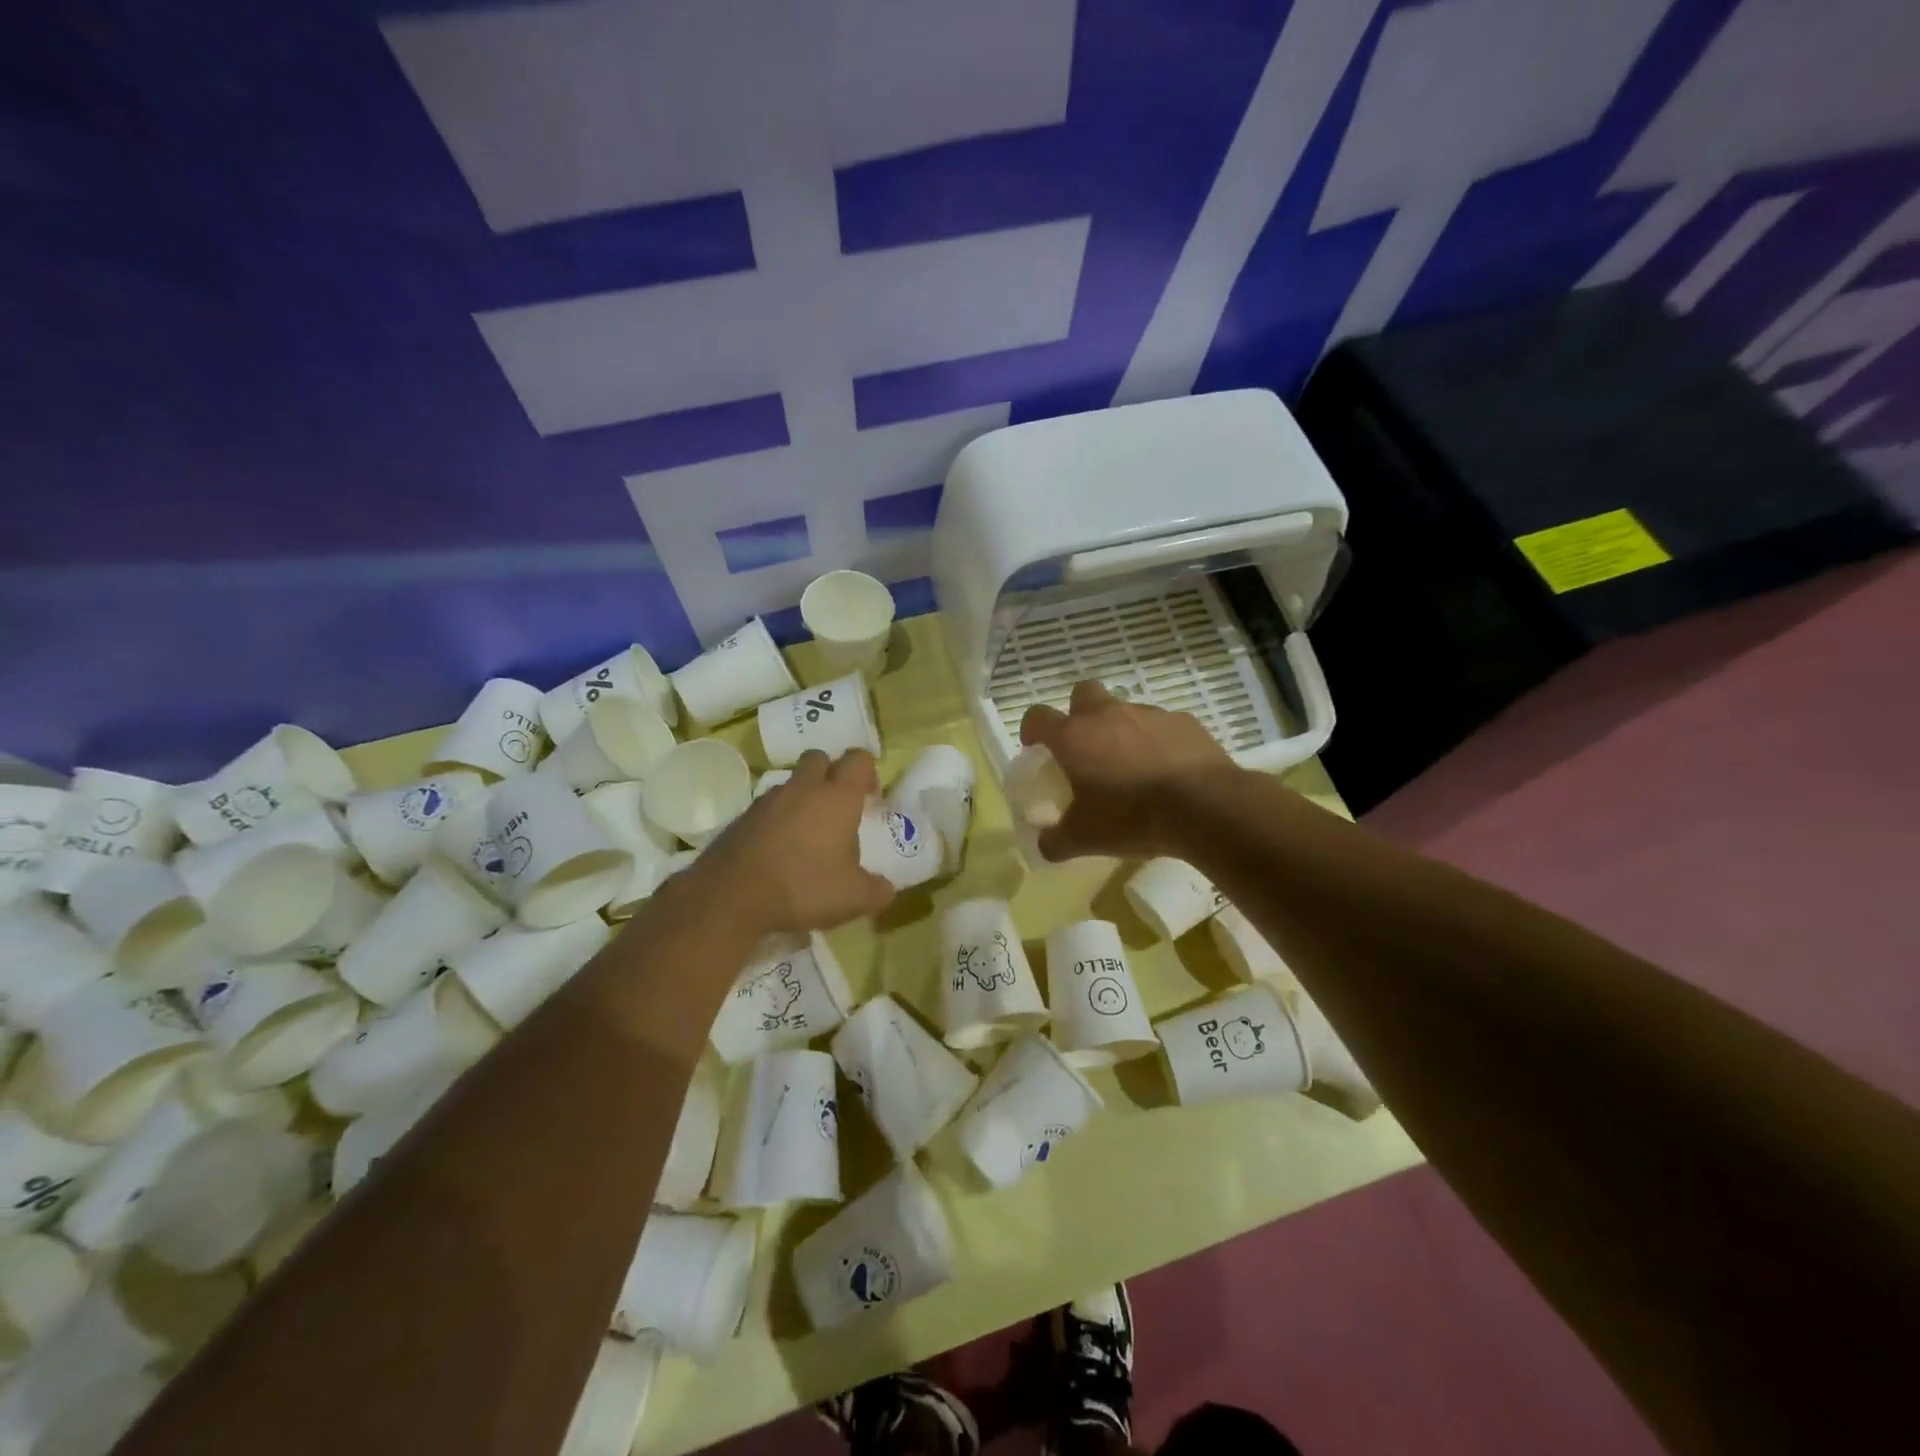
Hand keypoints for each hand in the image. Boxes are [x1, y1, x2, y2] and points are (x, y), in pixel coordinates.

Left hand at [690, 749, 894, 935]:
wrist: (732, 896)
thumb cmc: (804, 887)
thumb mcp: (854, 898)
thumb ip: (877, 890)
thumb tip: (886, 888)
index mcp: (837, 797)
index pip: (858, 760)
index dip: (868, 772)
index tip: (871, 798)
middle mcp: (803, 788)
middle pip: (819, 758)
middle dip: (831, 774)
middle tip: (838, 807)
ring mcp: (768, 800)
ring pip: (791, 783)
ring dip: (802, 797)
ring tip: (808, 834)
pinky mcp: (742, 818)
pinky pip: (767, 808)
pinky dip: (777, 819)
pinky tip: (780, 851)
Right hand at [1019, 681, 1236, 860]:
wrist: (1204, 806)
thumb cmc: (1132, 817)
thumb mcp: (1085, 839)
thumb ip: (1056, 841)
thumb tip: (1044, 845)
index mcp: (1074, 736)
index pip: (1038, 716)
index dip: (1032, 729)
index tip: (1035, 747)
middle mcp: (1107, 714)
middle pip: (1083, 693)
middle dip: (1078, 713)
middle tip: (1085, 747)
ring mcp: (1148, 713)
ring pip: (1125, 709)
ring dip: (1120, 729)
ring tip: (1131, 765)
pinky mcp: (1184, 721)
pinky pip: (1162, 725)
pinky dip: (1157, 741)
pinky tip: (1167, 769)